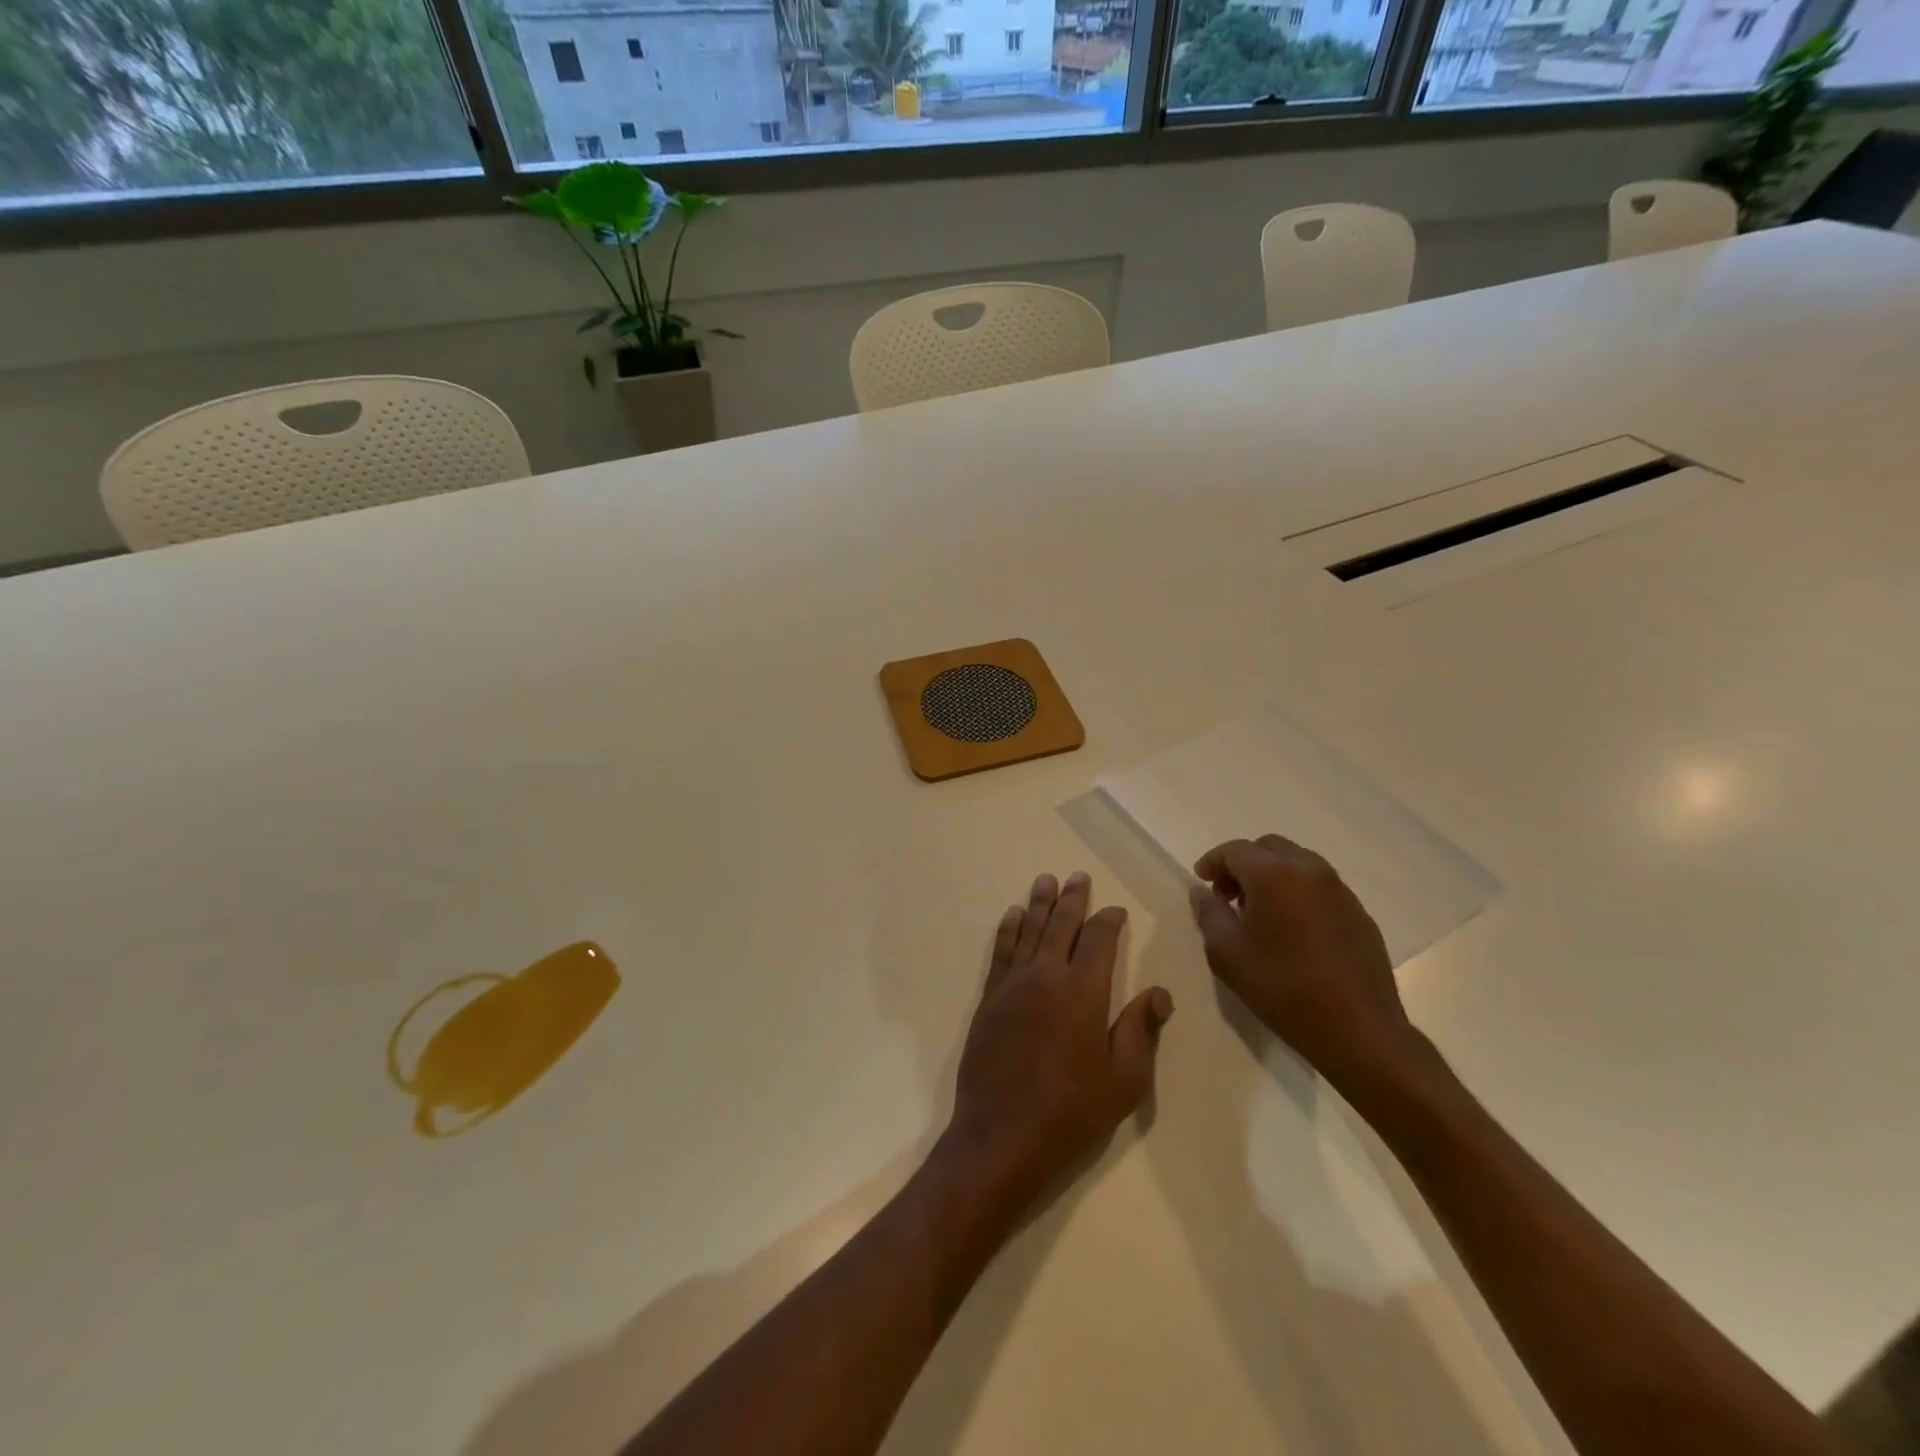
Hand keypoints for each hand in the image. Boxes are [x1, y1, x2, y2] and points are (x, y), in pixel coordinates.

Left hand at [942, 872, 1173, 1214]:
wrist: (1001, 1136)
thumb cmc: (1071, 1112)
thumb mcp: (1123, 1081)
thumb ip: (1140, 1031)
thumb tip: (1159, 993)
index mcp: (1083, 992)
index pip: (1099, 941)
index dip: (1109, 921)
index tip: (1116, 910)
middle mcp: (1046, 976)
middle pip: (1061, 925)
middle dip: (1072, 899)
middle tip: (1078, 876)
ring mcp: (1013, 985)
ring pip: (1029, 930)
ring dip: (1039, 903)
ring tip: (1046, 880)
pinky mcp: (990, 998)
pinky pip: (1002, 951)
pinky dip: (1009, 929)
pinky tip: (1013, 915)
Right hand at [1188, 835, 1417, 1093]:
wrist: (1359, 1030)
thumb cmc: (1283, 989)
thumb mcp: (1227, 954)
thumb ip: (1209, 913)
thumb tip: (1202, 892)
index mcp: (1274, 874)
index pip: (1235, 850)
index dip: (1213, 862)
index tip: (1202, 882)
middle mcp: (1310, 870)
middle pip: (1268, 848)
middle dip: (1243, 865)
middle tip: (1228, 896)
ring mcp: (1340, 890)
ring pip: (1296, 863)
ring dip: (1271, 876)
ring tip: (1259, 913)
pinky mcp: (1359, 912)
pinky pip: (1319, 886)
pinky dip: (1297, 892)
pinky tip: (1292, 929)